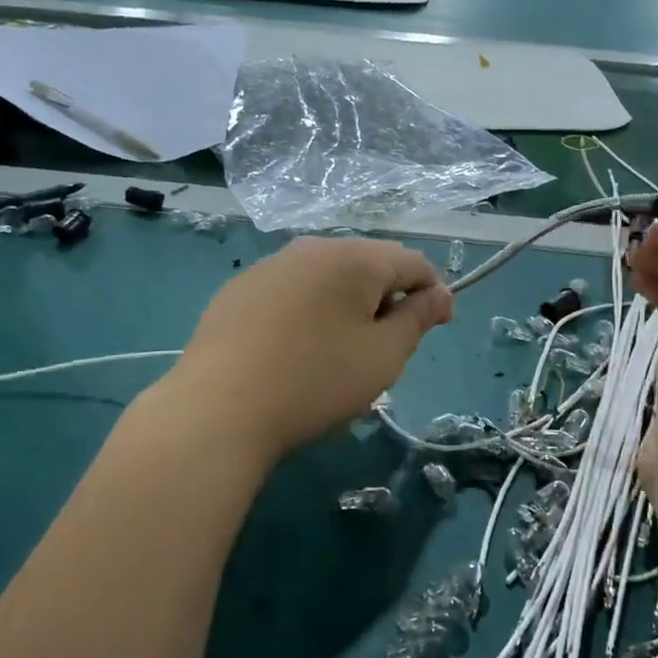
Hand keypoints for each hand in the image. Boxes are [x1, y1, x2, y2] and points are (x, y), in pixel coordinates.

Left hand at [169, 237, 452, 461]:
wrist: (218, 409)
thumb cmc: (316, 382)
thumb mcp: (384, 356)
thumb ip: (418, 319)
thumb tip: (439, 293)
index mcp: (354, 258)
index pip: (412, 262)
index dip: (432, 293)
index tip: (436, 329)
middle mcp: (310, 248)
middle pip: (368, 265)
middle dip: (387, 299)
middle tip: (385, 348)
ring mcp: (269, 266)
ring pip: (326, 278)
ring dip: (347, 305)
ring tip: (339, 353)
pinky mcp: (238, 290)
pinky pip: (291, 292)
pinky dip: (308, 312)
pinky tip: (295, 350)